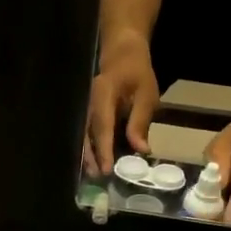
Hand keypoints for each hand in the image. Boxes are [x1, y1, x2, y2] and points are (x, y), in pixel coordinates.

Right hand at [83, 35, 159, 176]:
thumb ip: (140, 121)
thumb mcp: (146, 94)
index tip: (106, 169)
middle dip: (91, 156)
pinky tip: (95, 161)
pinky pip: (87, 132)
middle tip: (97, 178)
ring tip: (94, 174)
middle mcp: (89, 102)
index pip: (102, 126)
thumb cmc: (137, 72)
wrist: (122, 52)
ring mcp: (86, 107)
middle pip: (87, 133)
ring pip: (84, 134)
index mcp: (103, 94)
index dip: (104, 148)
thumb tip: (141, 150)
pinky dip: (90, 147)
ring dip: (88, 155)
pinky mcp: (89, 112)